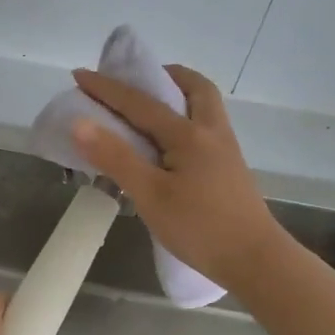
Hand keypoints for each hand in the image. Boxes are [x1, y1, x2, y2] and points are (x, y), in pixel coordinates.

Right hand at [70, 64, 286, 291]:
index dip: (107, 88)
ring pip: (205, 107)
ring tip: (151, 109)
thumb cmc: (200, 228)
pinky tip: (170, 145)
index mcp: (188, 134)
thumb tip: (80, 123)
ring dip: (179, 96)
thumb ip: (116, 158)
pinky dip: (186, 120)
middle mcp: (211, 132)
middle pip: (193, 87)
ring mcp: (225, 150)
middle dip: (163, 76)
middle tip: (136, 82)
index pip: (140, 102)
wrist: (255, 260)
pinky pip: (206, 128)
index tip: (79, 75)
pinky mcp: (230, 169)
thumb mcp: (150, 195)